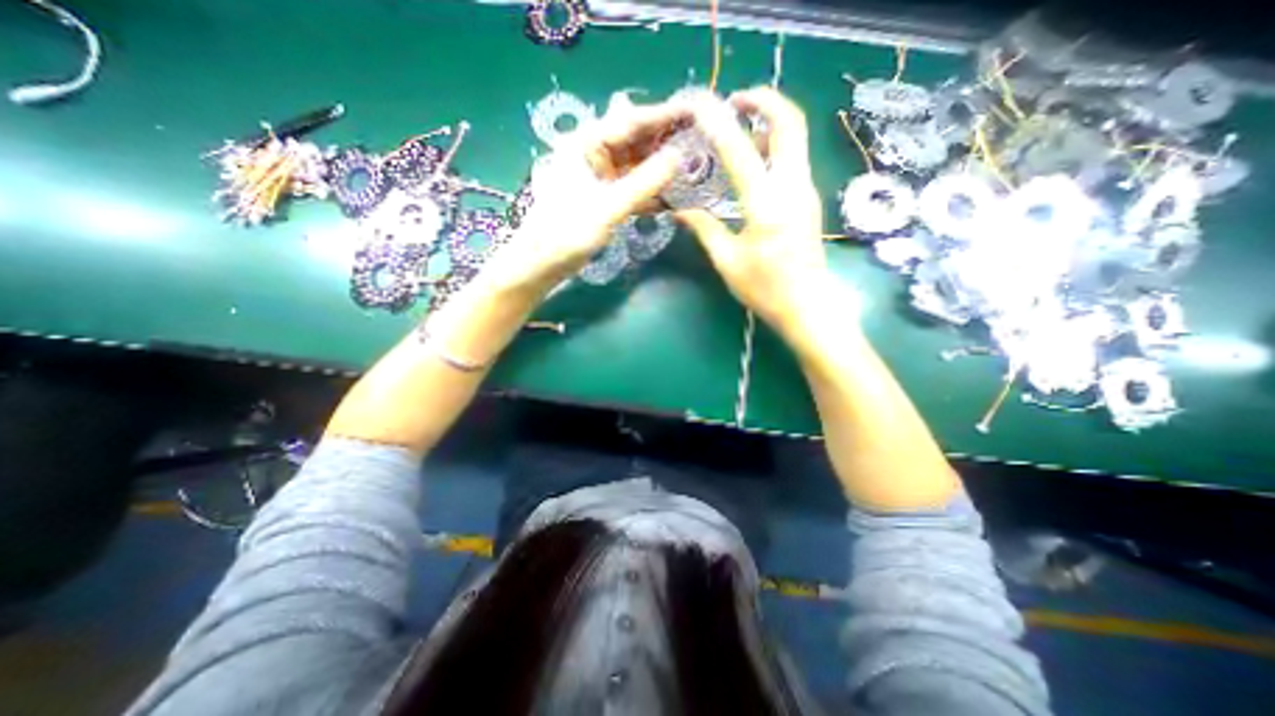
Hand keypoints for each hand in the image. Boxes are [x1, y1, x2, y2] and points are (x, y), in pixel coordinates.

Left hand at [489, 93, 687, 293]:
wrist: (540, 264)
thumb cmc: (566, 232)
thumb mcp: (608, 207)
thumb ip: (644, 183)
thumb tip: (679, 157)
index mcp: (586, 143)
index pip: (630, 121)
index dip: (664, 116)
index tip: (695, 112)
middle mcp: (592, 153)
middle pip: (634, 140)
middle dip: (664, 142)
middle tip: (699, 142)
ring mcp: (597, 177)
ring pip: (634, 165)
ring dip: (659, 168)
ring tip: (692, 167)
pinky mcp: (601, 198)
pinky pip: (631, 187)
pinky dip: (649, 191)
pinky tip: (671, 195)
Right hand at [672, 83, 831, 334]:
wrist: (808, 306)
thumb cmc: (765, 289)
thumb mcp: (727, 261)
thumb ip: (705, 229)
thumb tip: (681, 211)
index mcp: (767, 204)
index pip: (740, 151)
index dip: (719, 124)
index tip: (702, 106)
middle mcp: (793, 187)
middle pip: (791, 123)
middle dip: (765, 101)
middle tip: (736, 100)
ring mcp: (806, 191)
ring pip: (796, 139)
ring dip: (770, 124)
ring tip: (739, 131)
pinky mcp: (809, 199)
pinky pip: (794, 159)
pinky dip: (774, 147)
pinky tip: (752, 163)